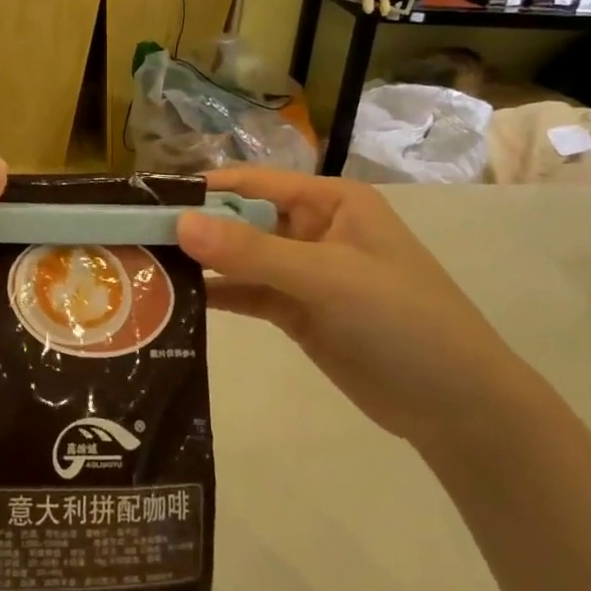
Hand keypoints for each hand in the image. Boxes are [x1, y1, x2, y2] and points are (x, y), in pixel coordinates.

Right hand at [176, 168, 541, 449]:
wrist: (458, 407)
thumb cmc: (403, 320)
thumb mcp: (328, 278)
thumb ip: (252, 252)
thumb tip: (180, 222)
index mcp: (330, 201)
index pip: (253, 182)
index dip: (202, 189)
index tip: (146, 201)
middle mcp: (313, 228)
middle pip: (241, 218)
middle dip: (194, 227)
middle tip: (132, 238)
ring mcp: (303, 272)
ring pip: (239, 258)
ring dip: (199, 263)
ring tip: (141, 268)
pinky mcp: (296, 311)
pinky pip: (247, 293)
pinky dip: (215, 295)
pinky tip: (174, 299)